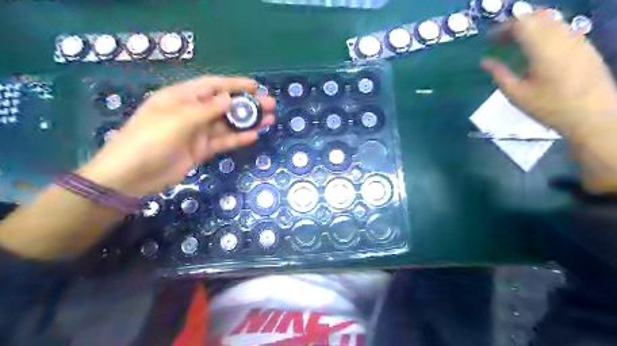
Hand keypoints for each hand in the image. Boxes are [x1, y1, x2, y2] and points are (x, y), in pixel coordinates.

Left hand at [77, 77, 273, 198]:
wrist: (131, 176)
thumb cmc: (149, 140)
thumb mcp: (177, 120)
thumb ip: (205, 109)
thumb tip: (229, 99)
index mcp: (181, 98)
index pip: (212, 86)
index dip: (234, 85)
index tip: (255, 86)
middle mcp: (192, 112)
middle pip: (224, 105)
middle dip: (247, 105)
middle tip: (270, 105)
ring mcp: (197, 132)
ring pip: (227, 124)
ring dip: (247, 122)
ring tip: (268, 120)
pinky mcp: (201, 149)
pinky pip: (223, 142)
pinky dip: (237, 139)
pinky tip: (253, 136)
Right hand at [479, 9, 616, 136]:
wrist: (592, 115)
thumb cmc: (549, 107)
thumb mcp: (516, 94)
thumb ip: (499, 74)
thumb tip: (484, 61)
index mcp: (543, 48)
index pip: (521, 23)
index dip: (503, 28)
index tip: (489, 40)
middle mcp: (562, 37)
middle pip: (537, 18)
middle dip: (516, 26)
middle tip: (500, 41)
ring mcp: (577, 39)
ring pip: (551, 21)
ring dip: (531, 28)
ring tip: (515, 45)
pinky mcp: (585, 46)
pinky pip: (561, 30)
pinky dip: (544, 33)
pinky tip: (536, 51)